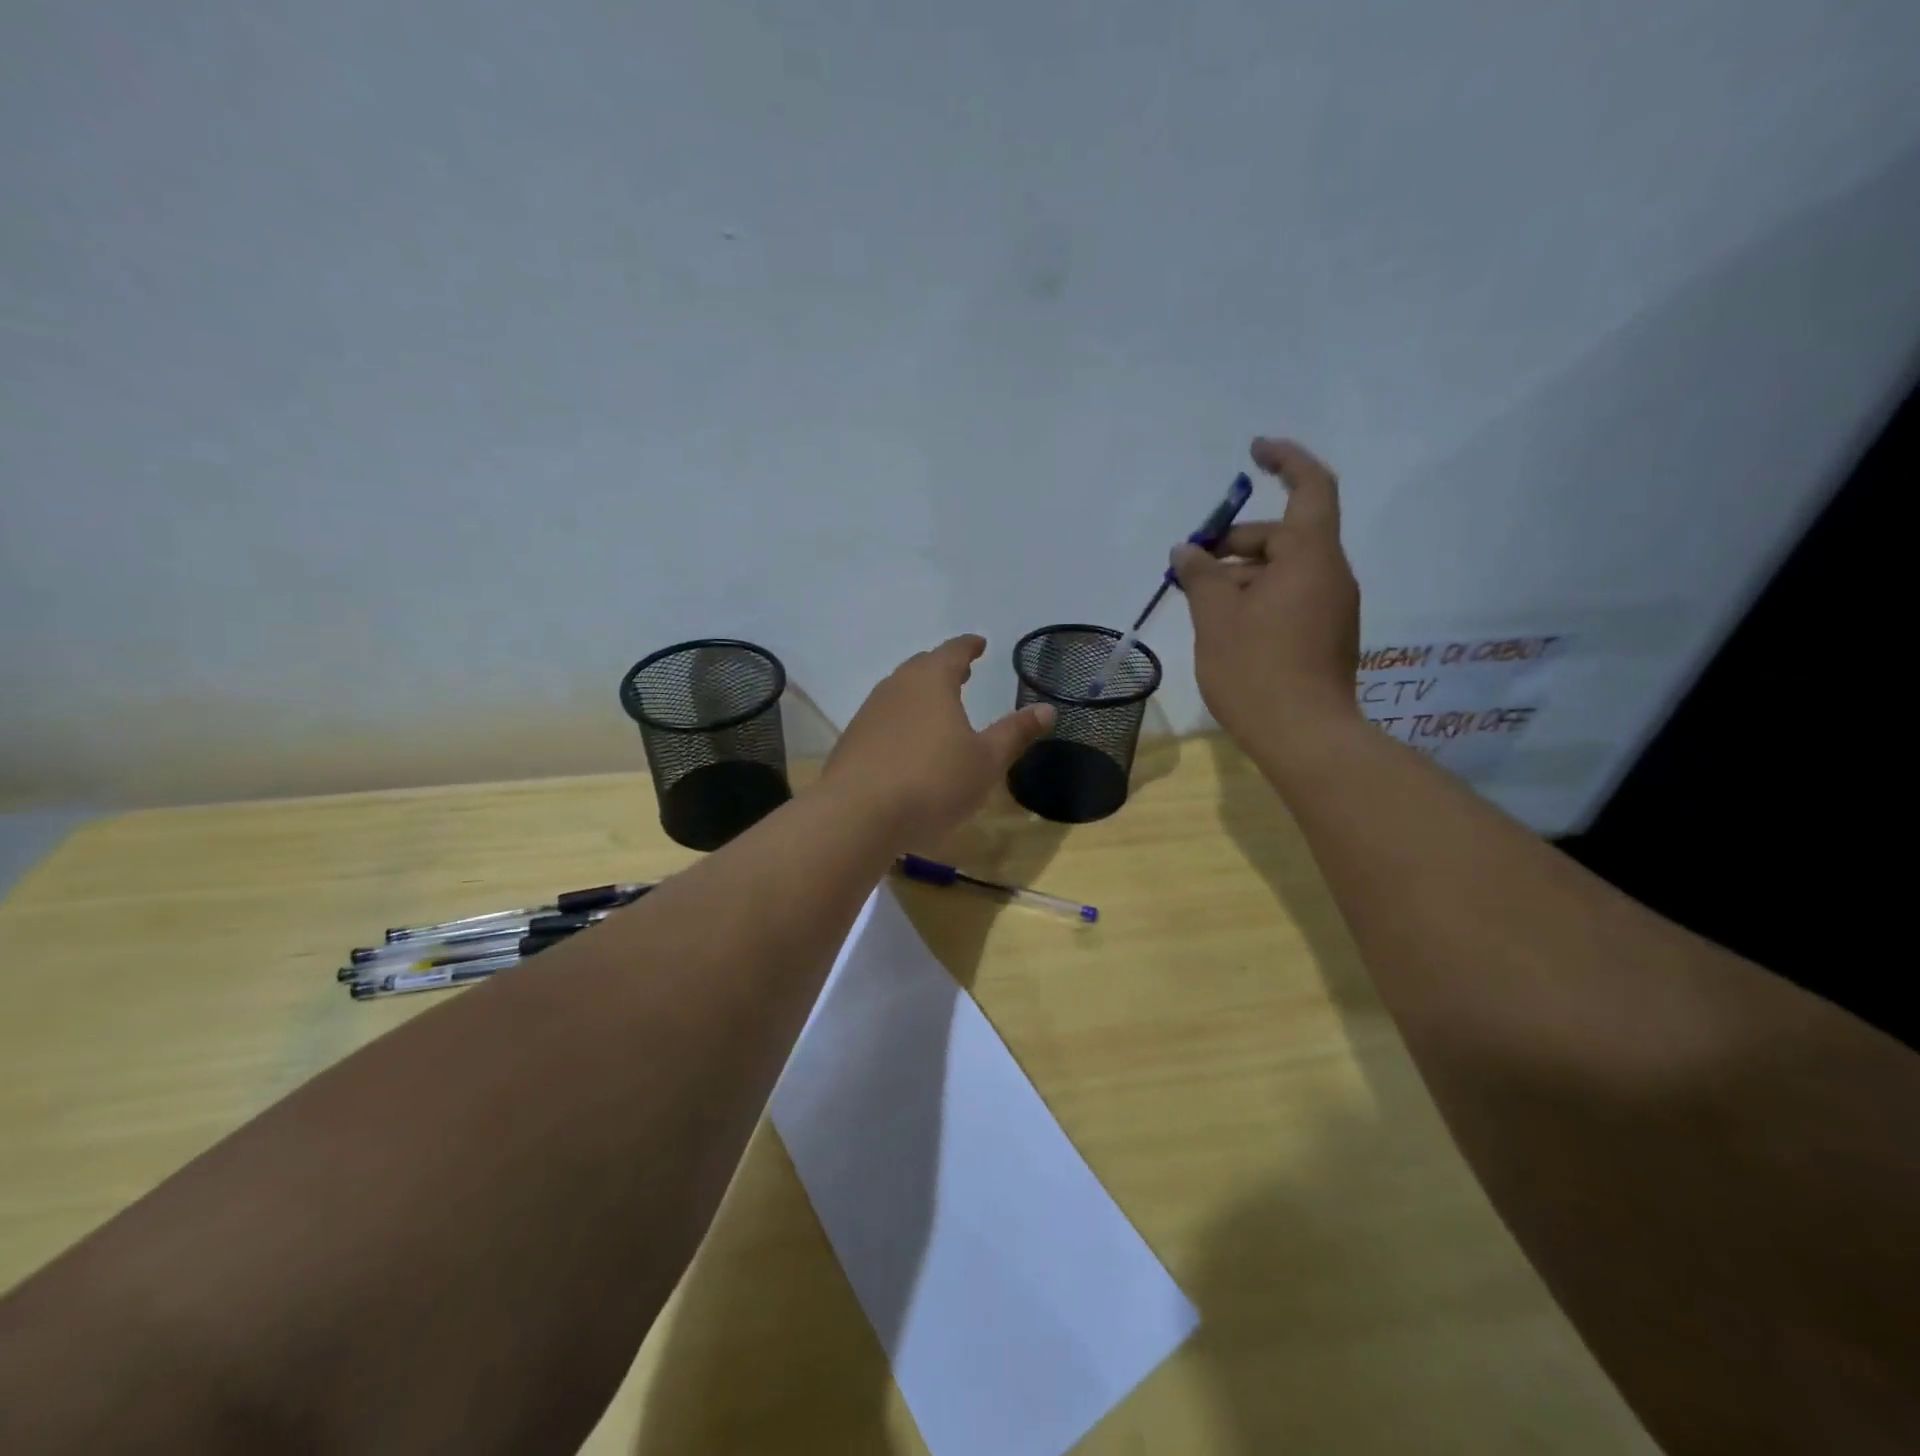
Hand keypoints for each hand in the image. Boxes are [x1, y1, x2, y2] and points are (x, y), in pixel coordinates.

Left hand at [824, 635, 1054, 845]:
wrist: (857, 815)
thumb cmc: (932, 782)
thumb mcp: (986, 761)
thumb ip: (1015, 733)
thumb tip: (1047, 709)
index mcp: (931, 681)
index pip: (953, 651)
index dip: (969, 646)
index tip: (979, 644)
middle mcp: (896, 687)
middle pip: (922, 667)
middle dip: (943, 667)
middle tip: (962, 672)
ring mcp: (869, 713)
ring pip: (899, 692)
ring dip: (920, 693)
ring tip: (937, 706)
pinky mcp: (852, 741)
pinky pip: (884, 719)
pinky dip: (902, 720)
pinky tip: (908, 742)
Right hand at [1173, 437, 1360, 742]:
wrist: (1305, 738)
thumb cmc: (1256, 670)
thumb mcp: (1215, 617)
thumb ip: (1200, 575)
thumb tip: (1187, 550)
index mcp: (1311, 557)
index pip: (1310, 487)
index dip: (1285, 460)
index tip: (1253, 452)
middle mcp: (1330, 575)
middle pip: (1285, 535)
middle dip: (1235, 542)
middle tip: (1190, 566)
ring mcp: (1332, 608)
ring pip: (1284, 571)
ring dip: (1241, 574)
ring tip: (1198, 601)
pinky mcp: (1326, 636)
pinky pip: (1290, 598)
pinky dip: (1257, 597)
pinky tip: (1224, 626)